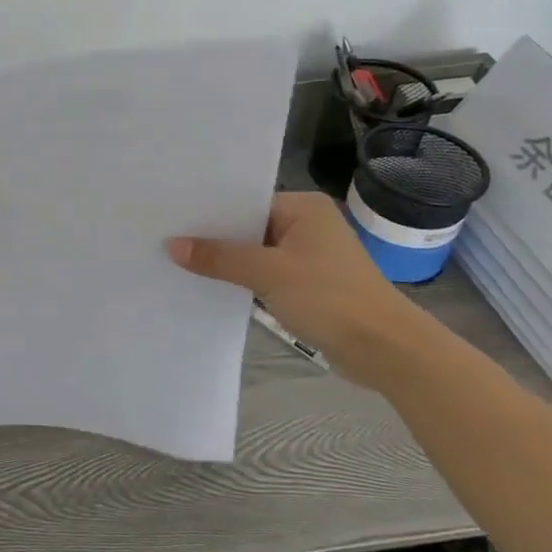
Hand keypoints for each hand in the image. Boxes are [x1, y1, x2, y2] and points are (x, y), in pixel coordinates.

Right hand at [168, 192, 422, 389]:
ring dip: (228, 263)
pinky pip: (266, 275)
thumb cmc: (330, 297)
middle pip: (248, 227)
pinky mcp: (309, 285)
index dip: (210, 212)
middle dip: (214, 238)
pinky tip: (211, 286)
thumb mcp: (268, 273)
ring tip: (179, 262)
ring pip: (255, 253)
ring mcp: (309, 256)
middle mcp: (307, 225)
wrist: (385, 349)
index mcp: (304, 207)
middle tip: (166, 239)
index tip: (171, 217)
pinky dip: (244, 280)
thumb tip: (171, 245)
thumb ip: (219, 257)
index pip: (246, 202)